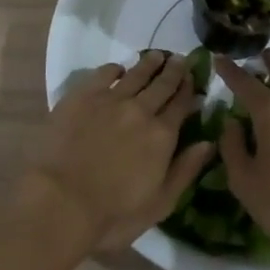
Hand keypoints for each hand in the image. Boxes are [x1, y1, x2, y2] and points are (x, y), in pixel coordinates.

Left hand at [21, 49, 213, 253]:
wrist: (61, 201)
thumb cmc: (113, 214)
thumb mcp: (160, 203)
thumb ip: (185, 170)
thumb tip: (208, 142)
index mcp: (161, 135)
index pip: (180, 105)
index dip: (188, 90)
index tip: (194, 77)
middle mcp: (140, 110)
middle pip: (161, 84)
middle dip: (173, 70)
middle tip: (180, 58)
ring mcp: (110, 99)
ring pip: (135, 74)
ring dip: (148, 63)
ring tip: (156, 55)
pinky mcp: (83, 95)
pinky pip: (104, 73)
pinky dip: (115, 68)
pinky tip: (118, 68)